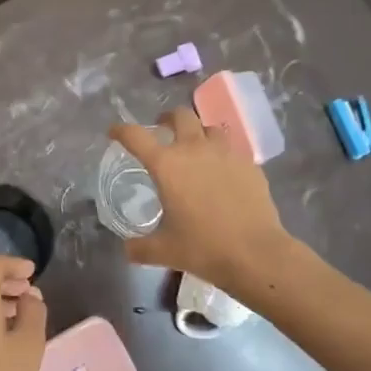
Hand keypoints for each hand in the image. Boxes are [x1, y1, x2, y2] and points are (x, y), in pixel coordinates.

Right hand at [109, 109, 291, 288]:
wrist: (256, 254)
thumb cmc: (203, 248)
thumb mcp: (164, 251)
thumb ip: (140, 247)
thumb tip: (128, 249)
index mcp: (167, 165)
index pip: (136, 136)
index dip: (121, 130)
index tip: (114, 132)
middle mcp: (194, 150)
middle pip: (180, 116)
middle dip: (167, 118)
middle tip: (163, 130)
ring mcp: (226, 154)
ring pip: (209, 128)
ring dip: (198, 132)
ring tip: (196, 148)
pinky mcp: (249, 165)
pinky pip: (232, 150)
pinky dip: (222, 154)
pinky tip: (223, 173)